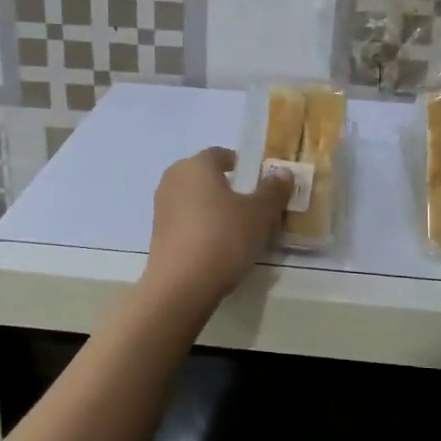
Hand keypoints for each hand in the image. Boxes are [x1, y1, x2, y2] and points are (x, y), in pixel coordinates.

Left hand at [142, 147, 291, 309]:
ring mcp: (161, 207)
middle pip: (206, 176)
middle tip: (252, 207)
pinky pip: (186, 221)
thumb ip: (273, 190)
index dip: (243, 166)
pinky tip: (217, 247)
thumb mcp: (260, 214)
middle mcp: (174, 179)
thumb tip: (282, 173)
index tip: (260, 184)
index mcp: (197, 165)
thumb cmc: (224, 238)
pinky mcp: (157, 234)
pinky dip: (201, 227)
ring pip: (195, 200)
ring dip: (213, 209)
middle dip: (228, 187)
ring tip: (237, 230)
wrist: (181, 286)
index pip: (221, 155)